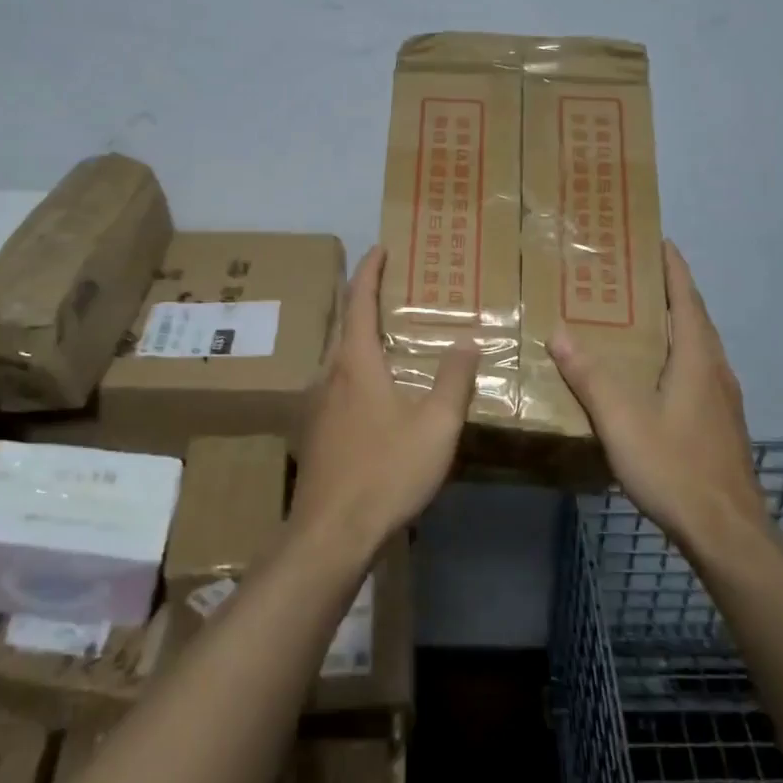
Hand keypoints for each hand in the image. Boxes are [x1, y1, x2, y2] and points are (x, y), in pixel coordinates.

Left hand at [289, 246, 479, 553]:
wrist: (330, 534)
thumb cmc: (386, 472)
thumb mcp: (435, 426)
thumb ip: (453, 380)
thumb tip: (467, 342)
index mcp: (355, 362)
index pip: (358, 301)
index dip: (369, 271)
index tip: (379, 248)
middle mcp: (329, 374)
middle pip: (343, 324)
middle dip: (362, 300)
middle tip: (391, 289)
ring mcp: (316, 404)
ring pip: (337, 356)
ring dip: (358, 337)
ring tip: (387, 336)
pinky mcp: (315, 432)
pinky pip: (336, 384)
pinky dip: (355, 368)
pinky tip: (374, 392)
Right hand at [549, 241, 767, 555]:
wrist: (726, 530)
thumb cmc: (674, 466)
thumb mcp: (622, 420)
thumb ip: (590, 375)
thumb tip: (559, 331)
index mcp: (696, 359)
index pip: (686, 300)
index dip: (674, 269)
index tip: (660, 241)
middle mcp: (716, 371)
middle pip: (695, 319)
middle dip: (672, 292)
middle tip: (638, 276)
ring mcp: (724, 400)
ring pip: (699, 348)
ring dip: (677, 325)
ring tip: (644, 318)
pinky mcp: (722, 425)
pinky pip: (699, 372)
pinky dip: (679, 355)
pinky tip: (657, 376)